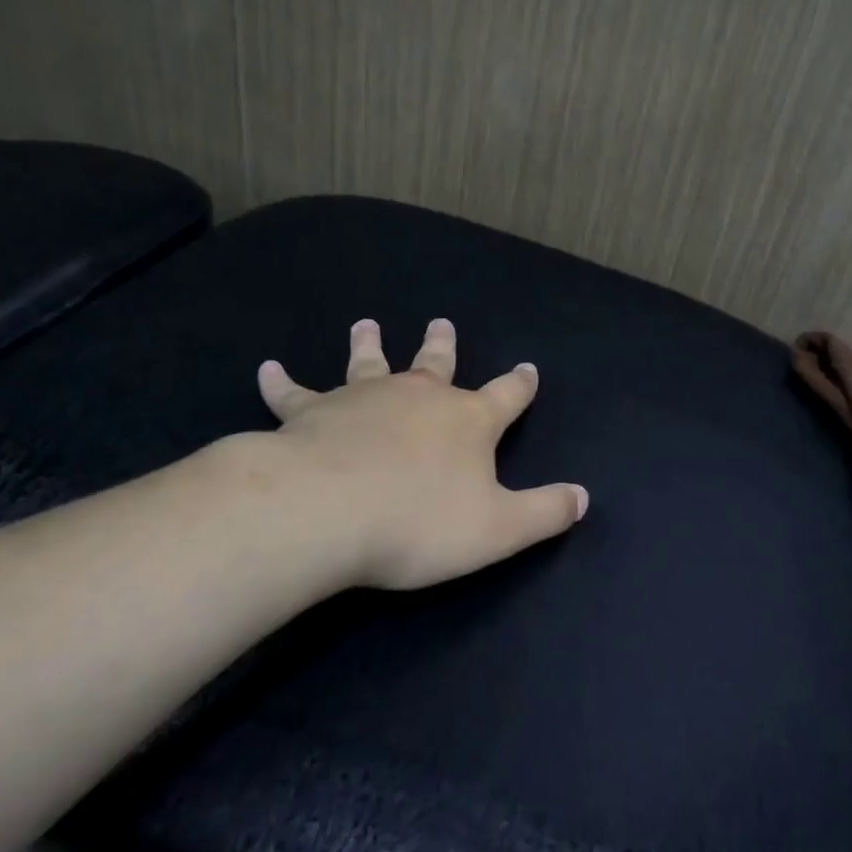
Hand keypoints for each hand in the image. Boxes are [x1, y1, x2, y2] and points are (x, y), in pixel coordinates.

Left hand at [223, 317, 587, 590]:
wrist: (324, 512)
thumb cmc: (418, 521)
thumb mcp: (497, 529)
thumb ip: (544, 513)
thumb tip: (583, 497)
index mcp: (467, 421)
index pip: (506, 396)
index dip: (520, 384)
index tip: (528, 369)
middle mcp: (419, 397)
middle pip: (436, 364)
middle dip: (442, 345)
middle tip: (441, 322)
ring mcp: (363, 398)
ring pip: (369, 363)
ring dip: (369, 344)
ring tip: (366, 324)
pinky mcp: (310, 413)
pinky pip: (294, 393)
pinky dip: (281, 382)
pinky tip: (268, 369)